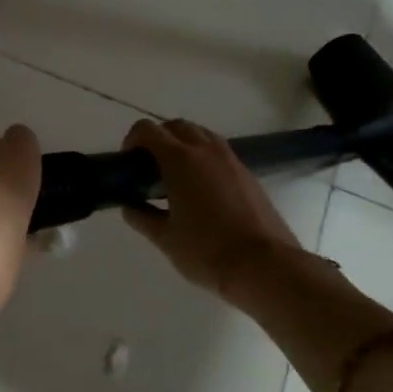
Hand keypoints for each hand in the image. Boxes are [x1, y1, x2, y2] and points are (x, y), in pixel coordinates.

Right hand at [121, 119, 302, 297]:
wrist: (264, 265)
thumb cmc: (206, 251)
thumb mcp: (164, 238)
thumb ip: (142, 216)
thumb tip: (130, 205)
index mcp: (180, 161)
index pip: (148, 130)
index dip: (132, 140)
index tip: (128, 163)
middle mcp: (206, 151)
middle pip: (176, 126)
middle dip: (158, 138)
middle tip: (148, 169)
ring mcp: (231, 160)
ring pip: (201, 135)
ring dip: (182, 145)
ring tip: (174, 177)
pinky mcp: (247, 174)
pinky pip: (218, 152)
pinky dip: (203, 158)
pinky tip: (199, 190)